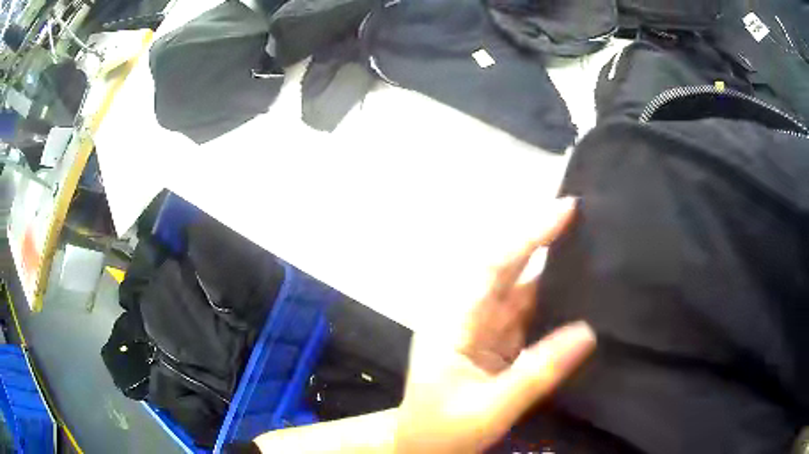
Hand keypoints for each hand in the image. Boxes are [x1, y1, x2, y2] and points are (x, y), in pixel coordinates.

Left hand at [395, 197, 595, 452]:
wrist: (420, 449)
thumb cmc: (442, 431)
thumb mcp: (489, 409)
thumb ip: (536, 373)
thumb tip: (587, 332)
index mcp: (454, 323)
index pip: (494, 267)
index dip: (529, 235)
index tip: (565, 209)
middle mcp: (468, 316)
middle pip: (509, 271)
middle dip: (544, 241)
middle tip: (585, 218)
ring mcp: (483, 330)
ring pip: (522, 291)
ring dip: (553, 272)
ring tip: (592, 252)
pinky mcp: (496, 344)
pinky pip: (528, 316)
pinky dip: (553, 303)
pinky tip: (579, 295)